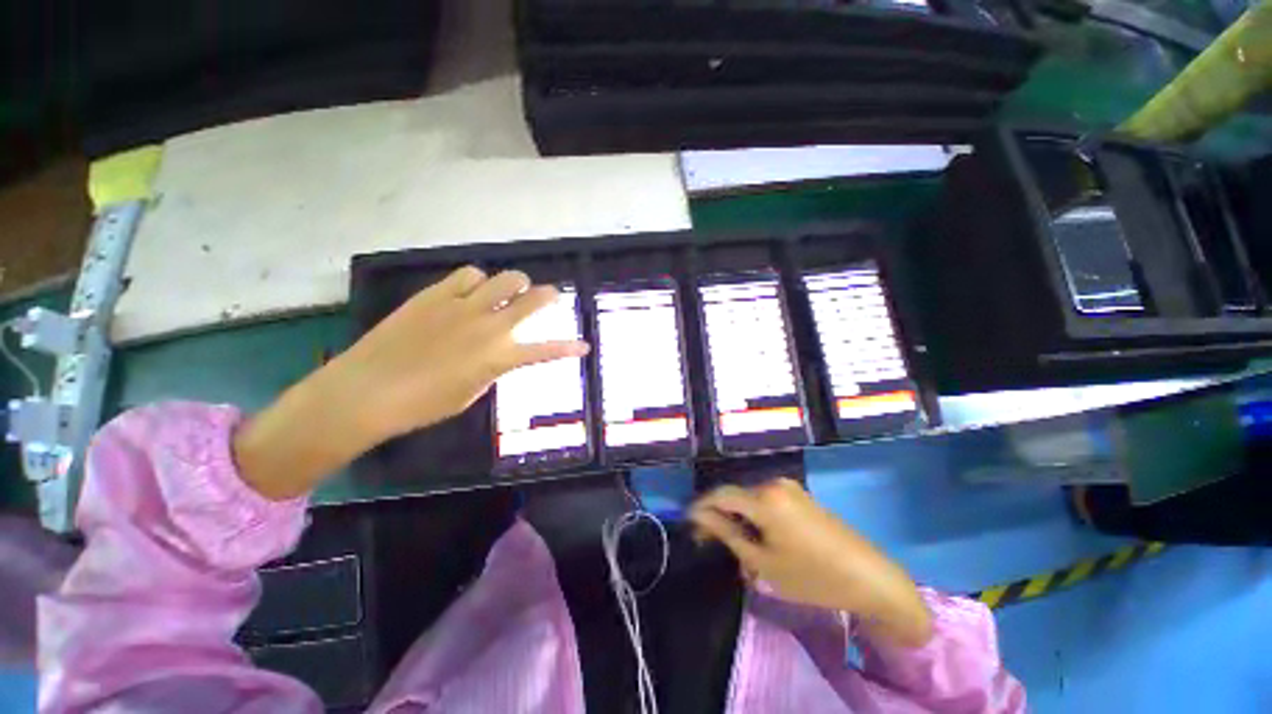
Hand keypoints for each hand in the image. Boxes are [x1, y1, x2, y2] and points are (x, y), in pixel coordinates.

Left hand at [234, 266, 588, 499]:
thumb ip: (491, 368)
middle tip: (551, 295)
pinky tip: (471, 289)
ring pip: (504, 278)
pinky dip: (478, 279)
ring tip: (507, 290)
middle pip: (531, 299)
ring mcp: (463, 305)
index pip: (546, 351)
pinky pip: (469, 273)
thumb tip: (496, 352)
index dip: (569, 349)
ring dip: (513, 284)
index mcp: (499, 357)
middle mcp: (489, 326)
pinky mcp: (437, 293)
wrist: (366, 390)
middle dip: (548, 296)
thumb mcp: (470, 393)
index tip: (584, 346)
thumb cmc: (422, 405)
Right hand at [690, 479, 932, 647]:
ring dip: (739, 520)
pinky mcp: (800, 495)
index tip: (688, 525)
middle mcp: (773, 483)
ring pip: (750, 500)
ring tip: (737, 549)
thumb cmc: (813, 575)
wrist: (871, 578)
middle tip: (711, 544)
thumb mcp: (764, 562)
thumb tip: (700, 518)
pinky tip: (759, 541)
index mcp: (763, 497)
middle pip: (735, 496)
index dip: (700, 508)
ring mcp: (789, 487)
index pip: (720, 495)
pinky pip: (767, 502)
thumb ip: (728, 534)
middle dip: (720, 517)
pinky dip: (756, 518)